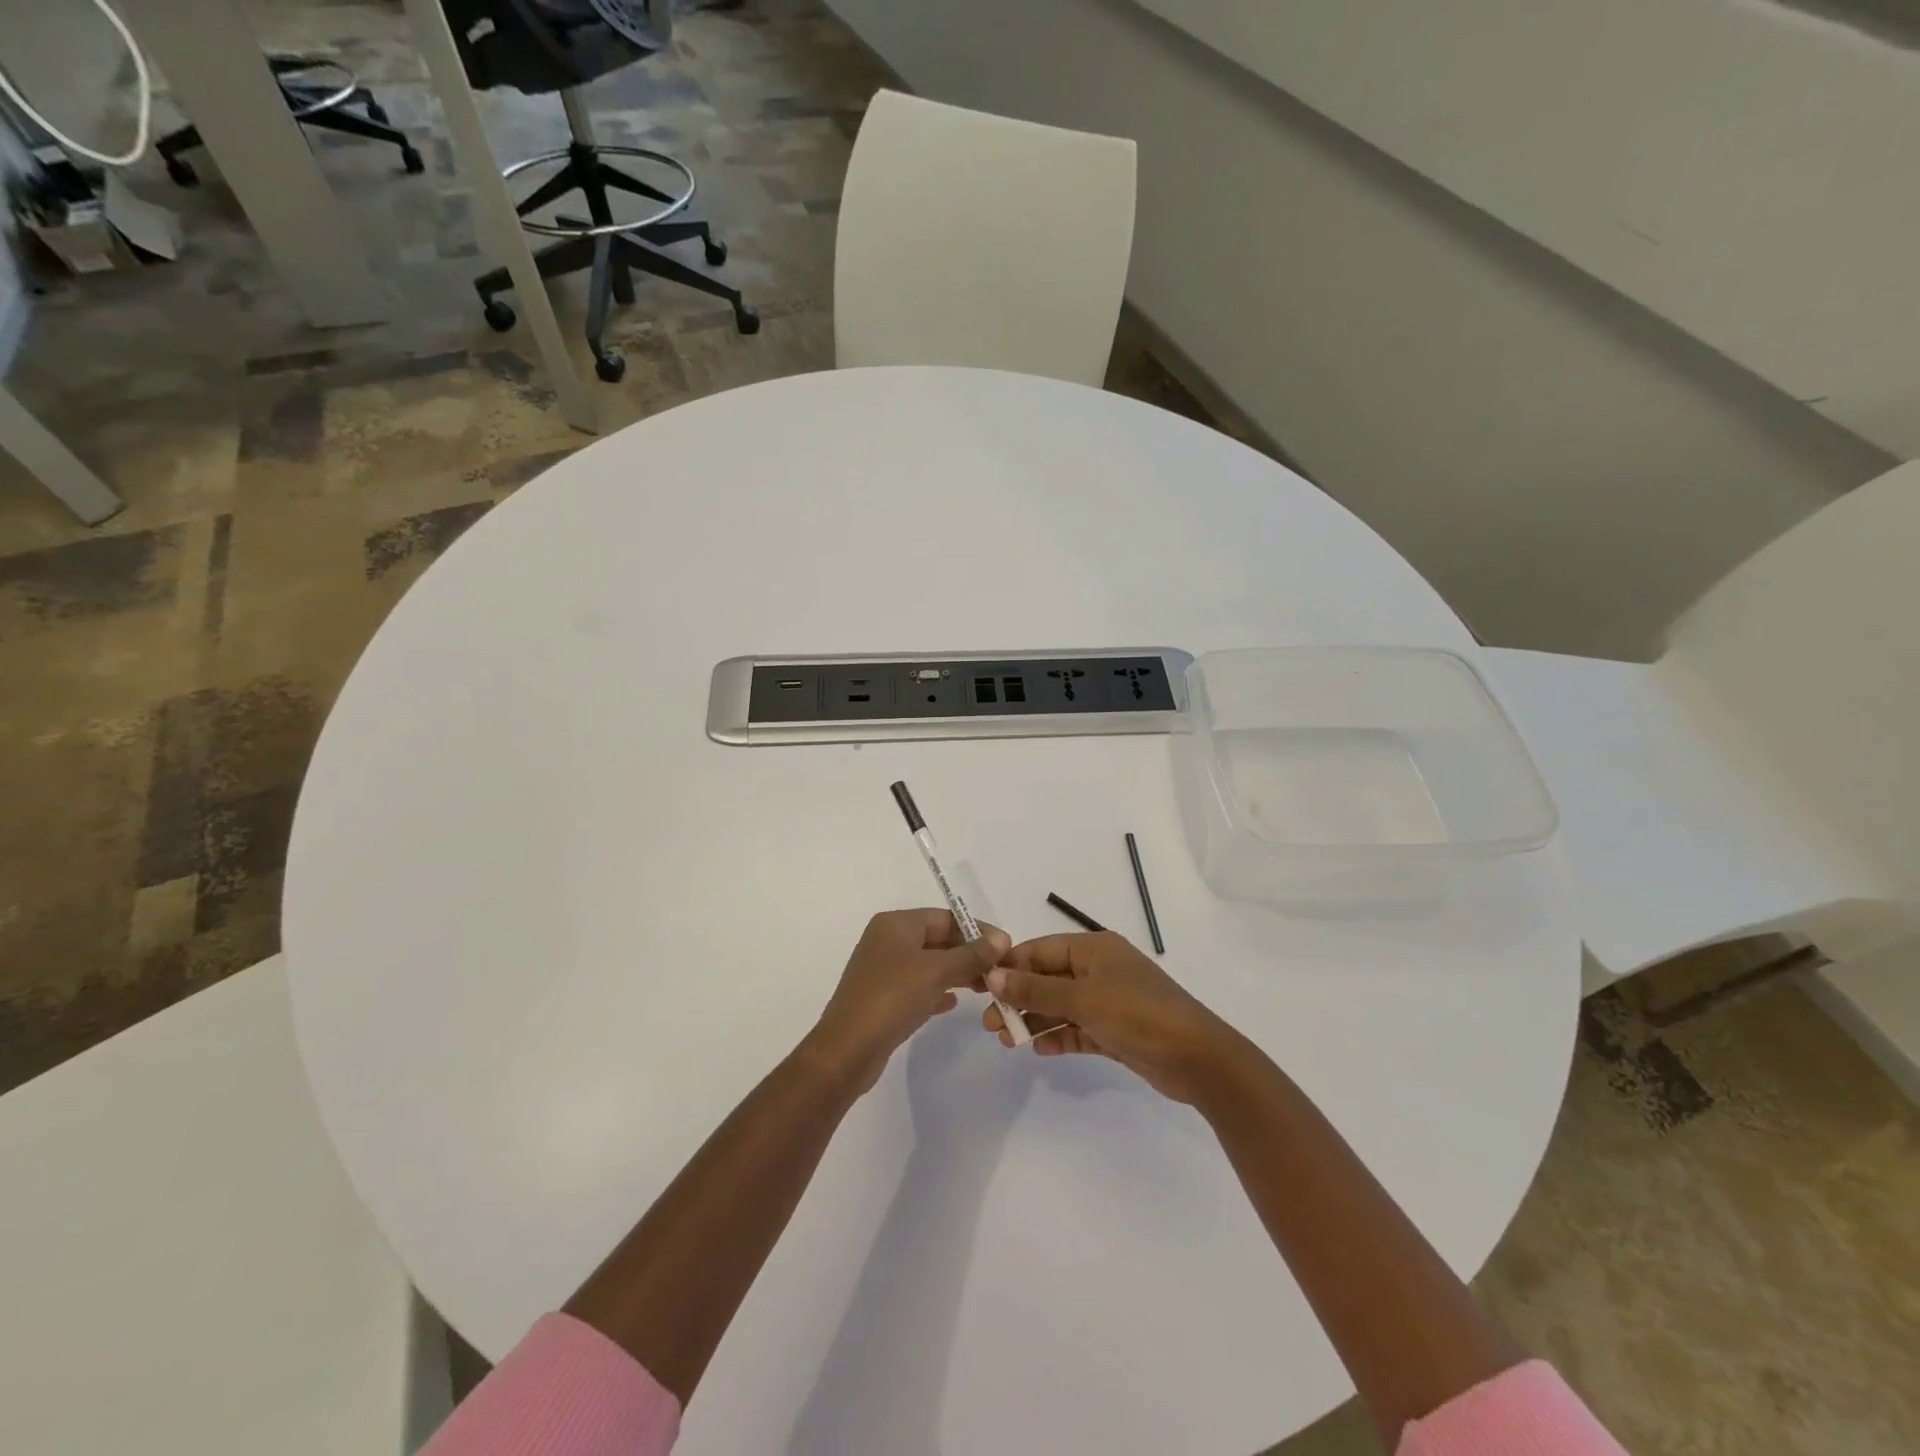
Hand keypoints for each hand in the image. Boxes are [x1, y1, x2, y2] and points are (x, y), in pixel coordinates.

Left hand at [808, 910, 1010, 1093]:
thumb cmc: (892, 998)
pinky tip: (955, 1003)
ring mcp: (883, 971)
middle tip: (1000, 971)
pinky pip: (918, 987)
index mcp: (896, 924)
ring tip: (986, 988)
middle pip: (938, 939)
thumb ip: (971, 954)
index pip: (945, 917)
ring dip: (958, 973)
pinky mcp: (883, 999)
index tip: (1006, 947)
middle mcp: (887, 941)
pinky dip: (938, 991)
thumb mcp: (937, 971)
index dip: (977, 930)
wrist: (847, 1050)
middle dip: (969, 953)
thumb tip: (1001, 939)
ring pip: (930, 965)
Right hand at [983, 932, 1237, 1103]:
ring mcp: (1109, 1001)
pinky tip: (1040, 1050)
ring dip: (1035, 1020)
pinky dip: (1059, 1037)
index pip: (1040, 950)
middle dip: (1019, 998)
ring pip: (1061, 1006)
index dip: (1010, 966)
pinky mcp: (1116, 1031)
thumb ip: (1037, 988)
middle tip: (991, 1024)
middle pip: (1048, 978)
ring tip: (1007, 1041)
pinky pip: (1078, 1029)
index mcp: (1094, 948)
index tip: (981, 988)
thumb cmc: (1138, 1015)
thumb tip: (994, 975)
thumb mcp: (1083, 999)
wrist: (1197, 1059)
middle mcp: (1099, 969)